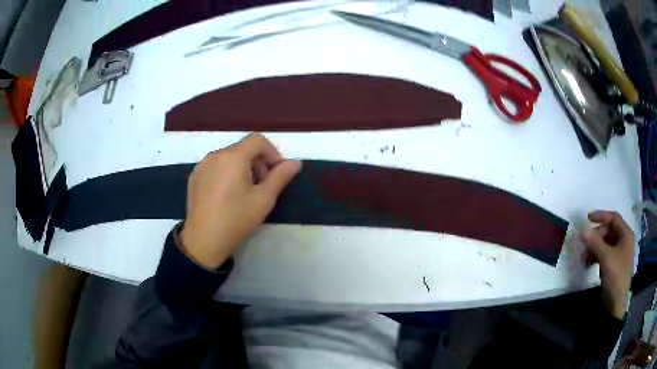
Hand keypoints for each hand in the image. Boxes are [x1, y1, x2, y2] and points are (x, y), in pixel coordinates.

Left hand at [179, 134, 301, 268]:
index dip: (272, 152)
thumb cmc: (236, 218)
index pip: (257, 140)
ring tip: (245, 192)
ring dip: (242, 167)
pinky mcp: (194, 177)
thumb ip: (281, 176)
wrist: (204, 239)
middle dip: (257, 162)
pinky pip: (215, 167)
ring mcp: (202, 165)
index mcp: (233, 156)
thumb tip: (296, 162)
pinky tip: (227, 195)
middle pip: (242, 148)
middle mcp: (215, 155)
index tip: (277, 172)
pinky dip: (227, 173)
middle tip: (263, 185)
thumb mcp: (264, 199)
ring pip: (228, 157)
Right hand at [580, 211, 634, 318]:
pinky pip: (604, 254)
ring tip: (584, 257)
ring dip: (594, 247)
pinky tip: (588, 263)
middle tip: (584, 244)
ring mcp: (619, 253)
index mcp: (626, 234)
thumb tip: (582, 230)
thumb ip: (595, 243)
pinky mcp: (613, 264)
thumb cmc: (616, 276)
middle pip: (608, 231)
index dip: (601, 216)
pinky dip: (596, 256)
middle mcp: (623, 240)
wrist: (616, 302)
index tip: (587, 218)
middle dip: (595, 236)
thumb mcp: (606, 258)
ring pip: (605, 243)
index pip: (613, 218)